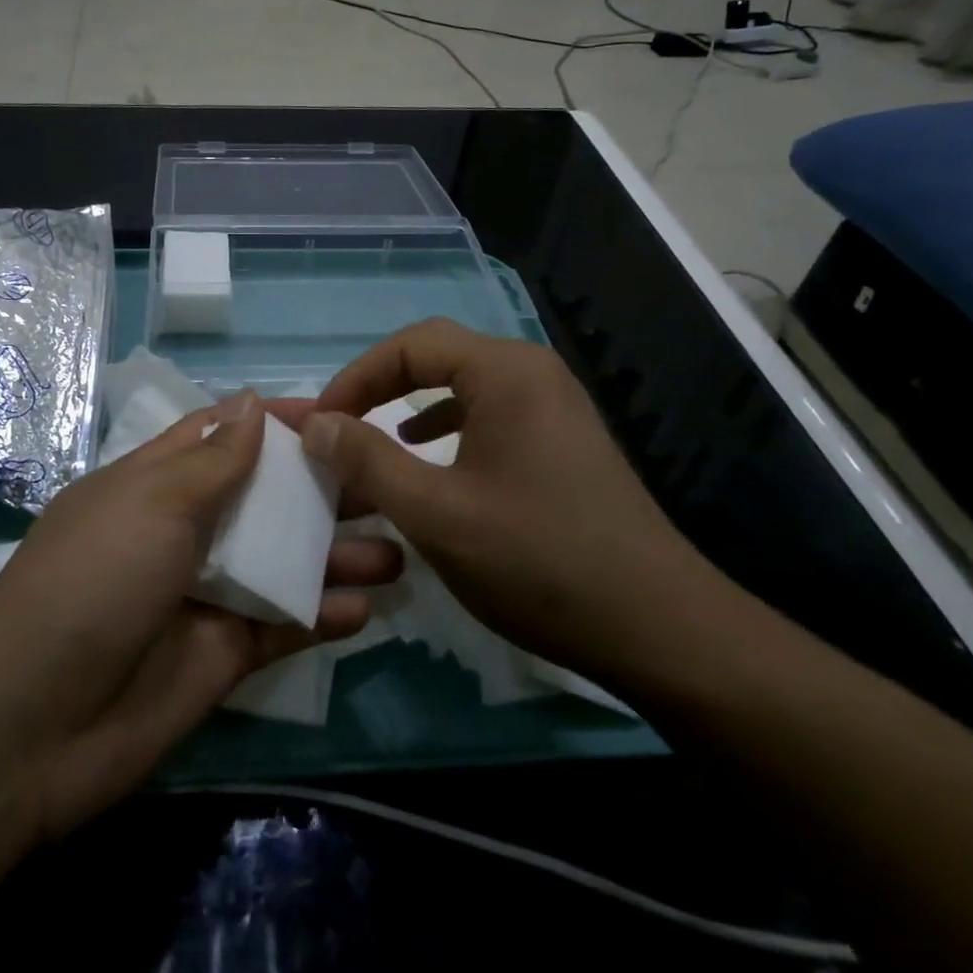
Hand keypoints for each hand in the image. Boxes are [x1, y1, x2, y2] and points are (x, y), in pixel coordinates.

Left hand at [0, 390, 401, 841]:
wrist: (36, 722)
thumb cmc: (96, 580)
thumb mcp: (152, 502)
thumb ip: (213, 460)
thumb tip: (251, 402)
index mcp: (157, 485)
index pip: (222, 437)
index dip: (274, 422)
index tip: (337, 412)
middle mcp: (185, 533)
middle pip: (264, 499)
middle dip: (321, 488)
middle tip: (389, 478)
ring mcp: (206, 595)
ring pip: (284, 563)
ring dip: (336, 555)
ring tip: (399, 548)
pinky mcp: (224, 655)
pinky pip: (282, 627)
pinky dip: (321, 616)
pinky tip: (366, 608)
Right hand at [300, 319, 705, 679]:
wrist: (658, 628)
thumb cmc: (537, 560)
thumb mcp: (435, 513)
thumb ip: (366, 460)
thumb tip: (314, 422)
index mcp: (505, 372)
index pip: (410, 344)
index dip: (355, 377)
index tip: (320, 423)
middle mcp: (532, 373)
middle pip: (436, 356)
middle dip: (379, 387)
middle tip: (339, 426)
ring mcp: (553, 405)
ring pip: (461, 385)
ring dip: (409, 405)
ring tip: (372, 439)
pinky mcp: (561, 440)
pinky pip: (487, 413)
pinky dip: (445, 427)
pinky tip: (428, 457)